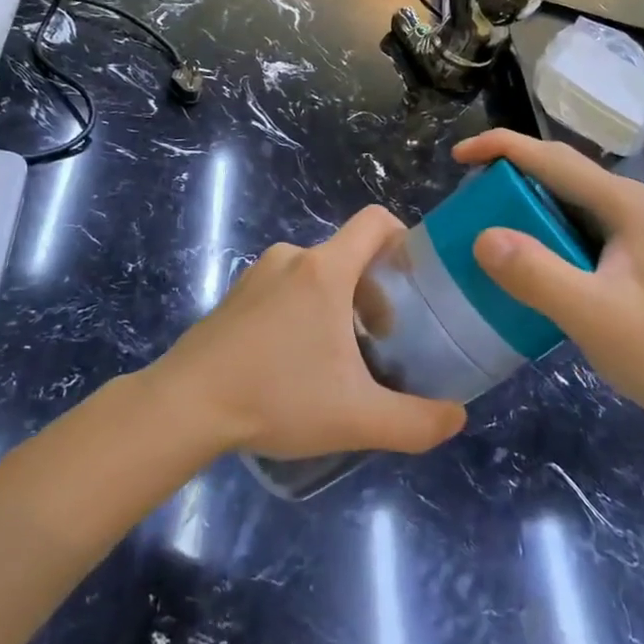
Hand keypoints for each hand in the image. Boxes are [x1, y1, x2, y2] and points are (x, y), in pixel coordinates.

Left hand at [150, 206, 466, 460]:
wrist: (186, 405)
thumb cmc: (277, 398)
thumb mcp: (357, 418)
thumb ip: (417, 421)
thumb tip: (457, 417)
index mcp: (325, 269)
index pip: (375, 221)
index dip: (404, 238)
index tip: (415, 281)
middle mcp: (291, 258)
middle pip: (349, 256)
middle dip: (373, 293)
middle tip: (380, 343)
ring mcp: (257, 274)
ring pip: (316, 275)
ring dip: (337, 306)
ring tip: (337, 360)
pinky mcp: (235, 295)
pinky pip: (285, 288)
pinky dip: (302, 312)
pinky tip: (293, 362)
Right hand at [453, 129, 643, 422]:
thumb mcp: (591, 314)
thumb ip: (537, 274)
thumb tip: (481, 237)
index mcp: (622, 203)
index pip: (552, 158)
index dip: (500, 147)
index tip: (456, 157)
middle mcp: (623, 201)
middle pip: (554, 167)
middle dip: (506, 168)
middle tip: (463, 190)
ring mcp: (622, 225)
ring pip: (557, 193)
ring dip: (516, 196)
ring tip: (478, 213)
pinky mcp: (615, 249)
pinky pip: (562, 220)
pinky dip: (530, 223)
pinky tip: (512, 248)